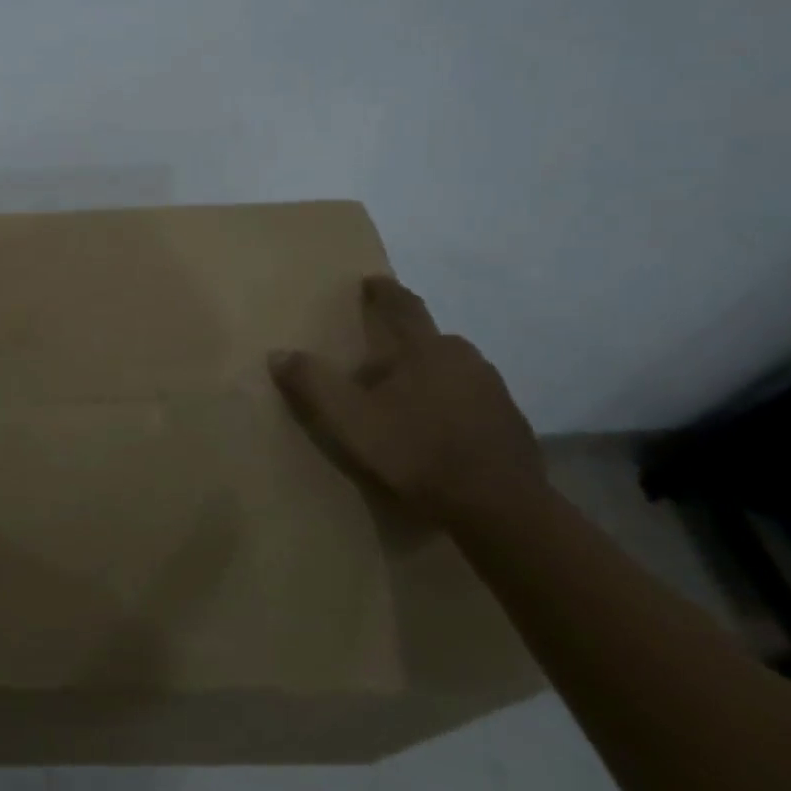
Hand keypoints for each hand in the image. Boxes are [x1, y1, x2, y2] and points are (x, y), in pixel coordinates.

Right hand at [268, 277, 543, 524]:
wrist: (498, 509)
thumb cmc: (415, 453)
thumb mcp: (348, 420)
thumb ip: (311, 383)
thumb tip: (279, 353)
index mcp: (425, 349)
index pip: (402, 305)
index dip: (384, 291)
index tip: (371, 281)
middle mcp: (465, 359)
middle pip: (429, 340)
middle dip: (403, 345)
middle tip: (377, 362)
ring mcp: (495, 392)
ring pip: (453, 372)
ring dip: (429, 378)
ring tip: (405, 401)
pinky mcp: (511, 426)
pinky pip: (472, 403)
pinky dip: (452, 408)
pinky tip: (438, 433)